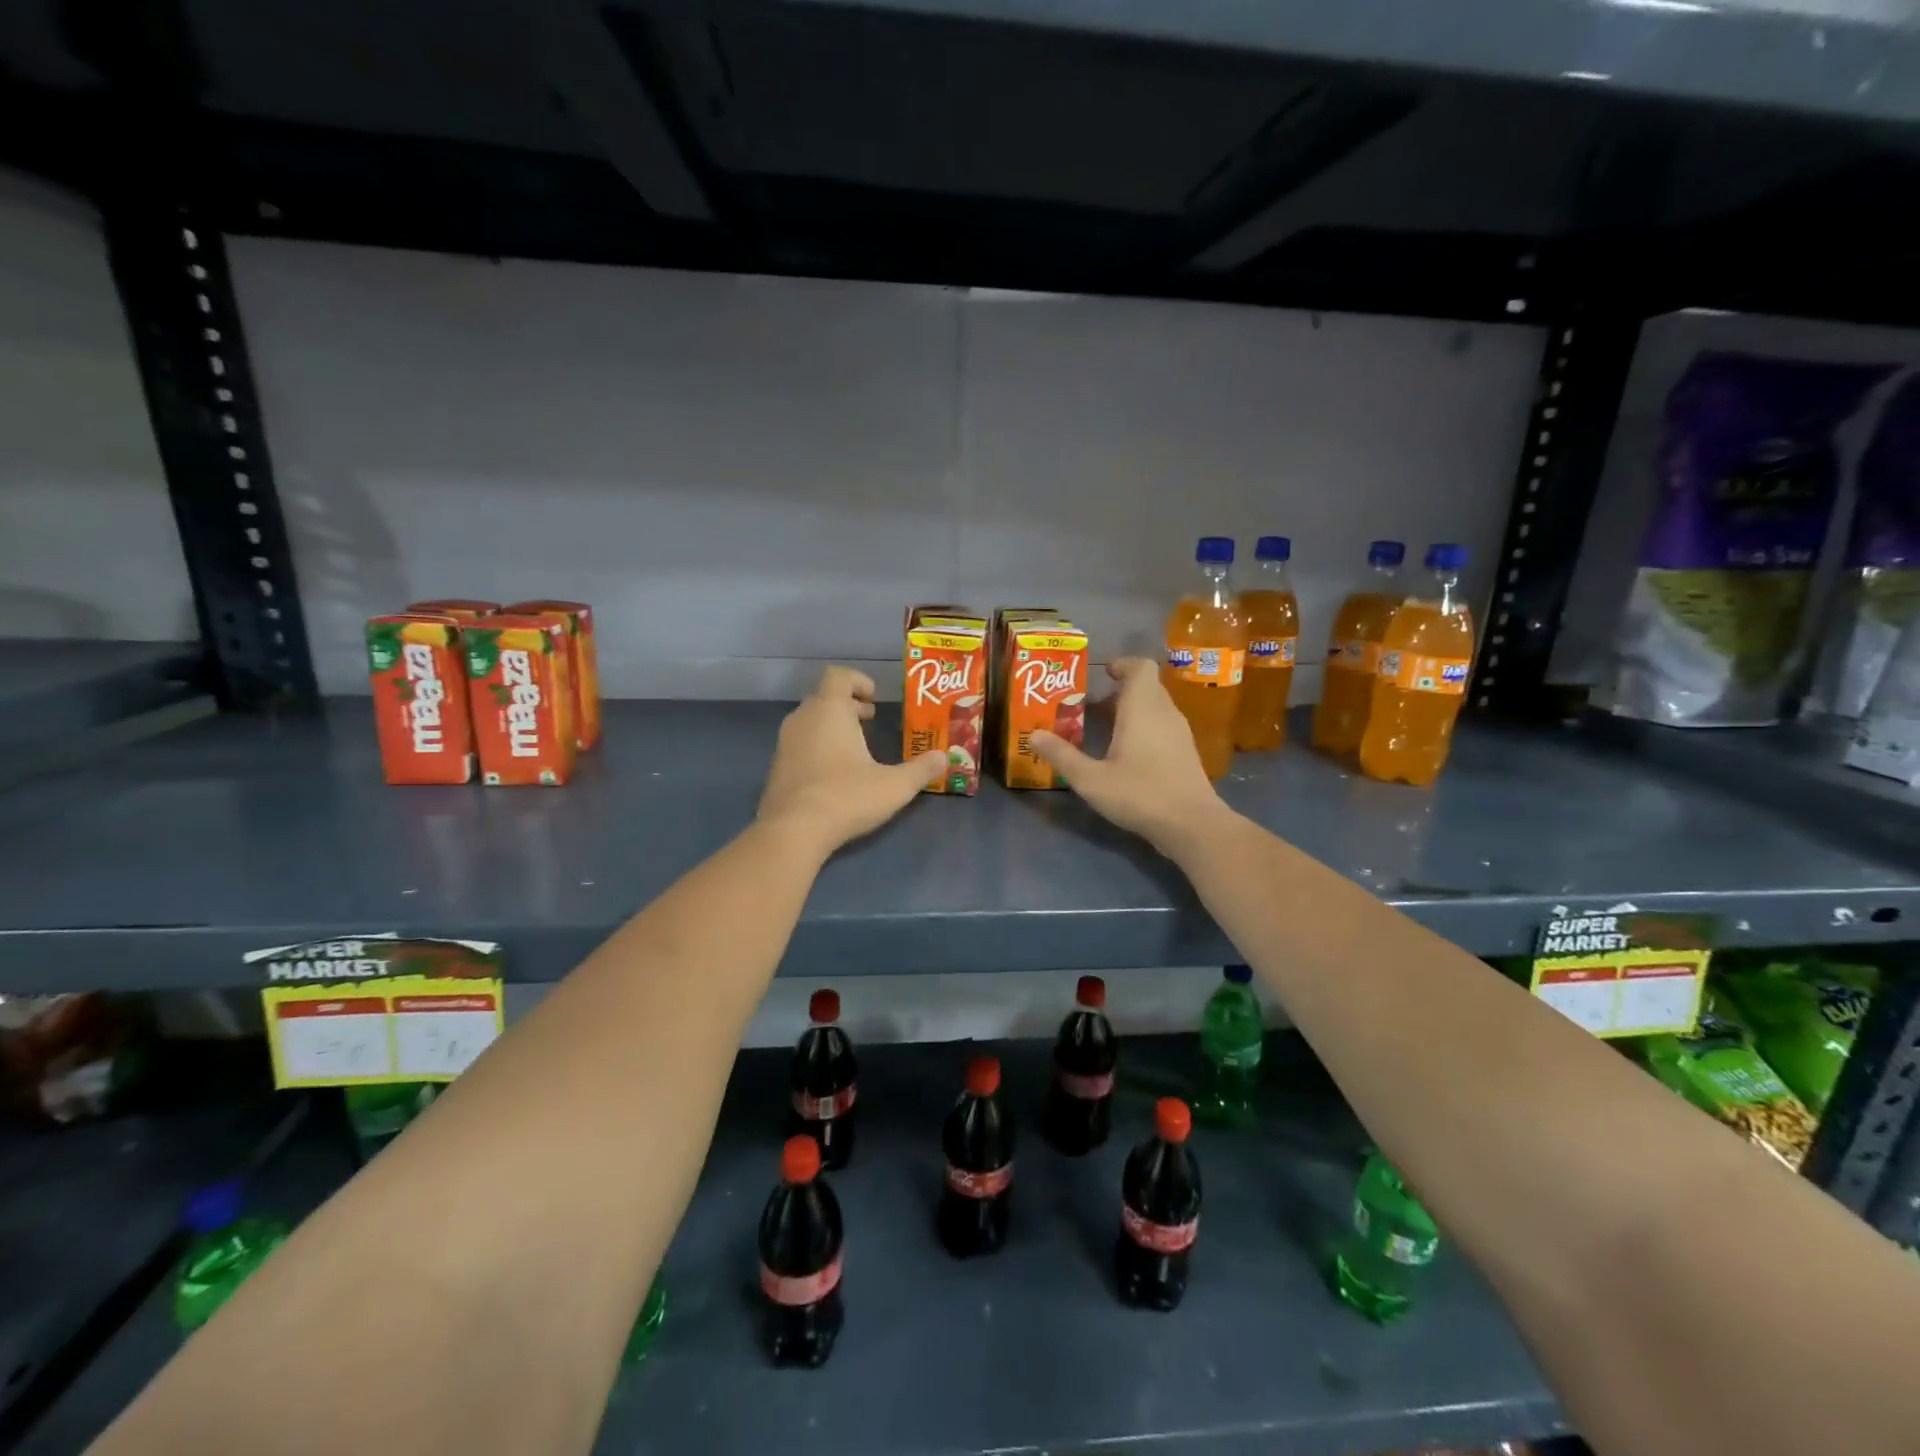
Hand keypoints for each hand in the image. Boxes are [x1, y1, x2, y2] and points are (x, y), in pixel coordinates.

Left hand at [757, 666, 944, 856]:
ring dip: (831, 727)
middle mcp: (803, 719)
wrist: (793, 831)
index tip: (875, 699)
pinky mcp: (776, 768)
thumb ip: (921, 769)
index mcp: (830, 710)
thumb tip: (943, 758)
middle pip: (824, 698)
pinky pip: (799, 745)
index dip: (858, 681)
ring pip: (810, 722)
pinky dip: (817, 748)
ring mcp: (784, 743)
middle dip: (848, 705)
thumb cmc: (847, 796)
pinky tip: (834, 774)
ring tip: (855, 748)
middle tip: (870, 721)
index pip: (839, 676)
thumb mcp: (895, 786)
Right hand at [1031, 658, 1234, 855]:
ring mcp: (1180, 732)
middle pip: (1146, 685)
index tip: (1101, 676)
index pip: (1141, 666)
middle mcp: (1165, 712)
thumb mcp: (1091, 779)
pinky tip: (1127, 753)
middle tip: (1090, 706)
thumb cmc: (1140, 793)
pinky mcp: (1186, 752)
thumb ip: (1062, 755)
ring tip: (1104, 728)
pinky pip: (1163, 725)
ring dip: (1132, 710)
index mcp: (1142, 707)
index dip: (1122, 665)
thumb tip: (1032, 735)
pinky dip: (1144, 727)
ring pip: (1156, 706)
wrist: (1192, 824)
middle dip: (1119, 690)